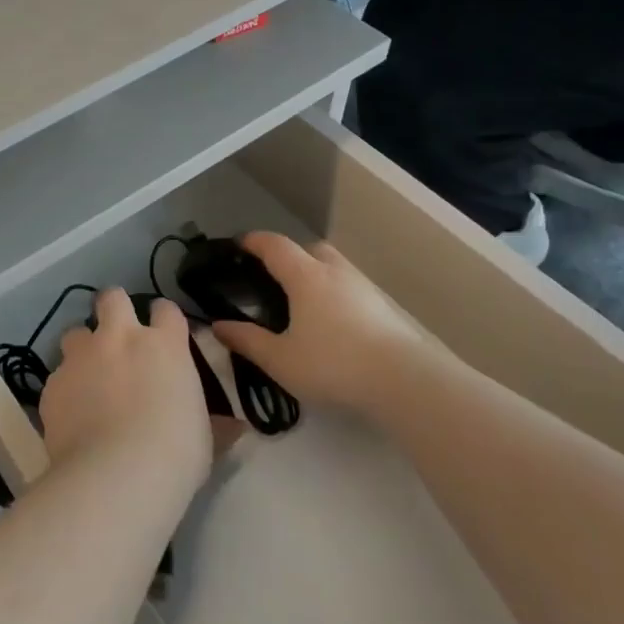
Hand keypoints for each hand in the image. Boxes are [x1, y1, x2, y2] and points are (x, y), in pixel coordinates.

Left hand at [39, 290, 210, 486]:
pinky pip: (58, 378)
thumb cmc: (175, 455)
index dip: (163, 318)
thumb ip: (213, 423)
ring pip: (75, 334)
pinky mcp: (53, 384)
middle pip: (112, 298)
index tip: (163, 334)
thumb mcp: (205, 439)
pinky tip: (72, 416)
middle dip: (113, 309)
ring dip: (82, 350)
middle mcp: (119, 338)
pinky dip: (65, 391)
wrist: (117, 475)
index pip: (166, 309)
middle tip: (116, 336)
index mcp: (163, 345)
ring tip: (88, 378)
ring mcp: (82, 358)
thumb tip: (236, 428)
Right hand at [208, 233, 418, 415]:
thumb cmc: (333, 364)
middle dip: (290, 256)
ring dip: (316, 275)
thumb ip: (247, 341)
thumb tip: (219, 326)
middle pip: (309, 249)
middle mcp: (334, 272)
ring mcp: (363, 288)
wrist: (405, 382)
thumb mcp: (280, 360)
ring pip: (334, 268)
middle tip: (275, 279)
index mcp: (305, 276)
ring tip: (304, 304)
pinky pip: (351, 289)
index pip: (274, 245)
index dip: (254, 241)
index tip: (239, 245)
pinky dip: (336, 295)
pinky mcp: (384, 308)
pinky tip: (333, 324)